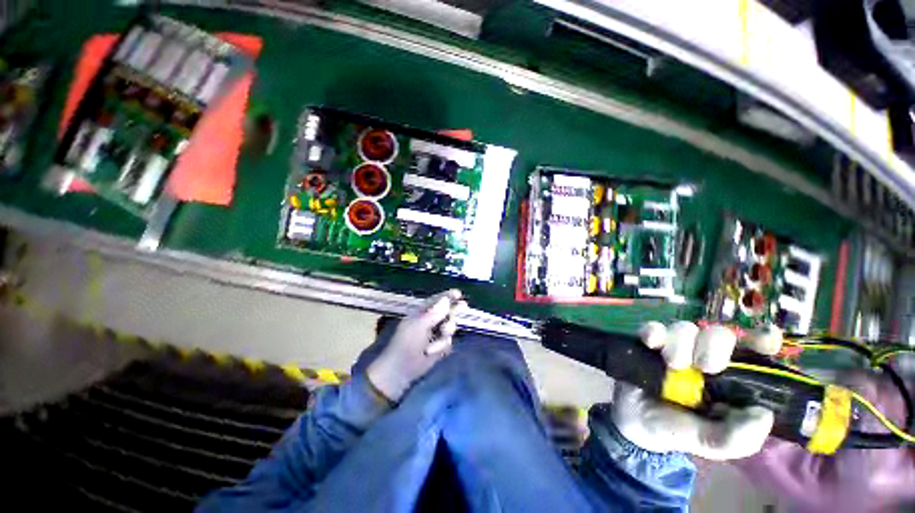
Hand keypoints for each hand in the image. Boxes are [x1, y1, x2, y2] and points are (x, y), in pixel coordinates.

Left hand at [367, 289, 465, 401]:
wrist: (401, 371)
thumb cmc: (406, 344)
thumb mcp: (418, 326)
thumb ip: (434, 313)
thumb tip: (446, 300)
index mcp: (422, 312)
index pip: (437, 300)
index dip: (448, 296)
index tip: (459, 294)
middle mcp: (431, 320)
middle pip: (448, 312)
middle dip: (452, 314)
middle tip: (461, 311)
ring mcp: (436, 333)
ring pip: (450, 327)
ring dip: (446, 333)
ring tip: (435, 341)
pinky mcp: (440, 346)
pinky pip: (449, 341)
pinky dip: (442, 346)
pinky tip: (433, 352)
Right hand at [610, 321, 781, 460]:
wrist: (630, 422)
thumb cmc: (676, 431)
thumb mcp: (710, 444)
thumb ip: (739, 437)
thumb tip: (763, 413)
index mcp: (729, 379)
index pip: (754, 351)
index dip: (763, 339)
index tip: (766, 340)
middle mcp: (704, 358)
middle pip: (718, 334)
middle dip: (714, 346)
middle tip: (706, 367)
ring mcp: (674, 348)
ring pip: (685, 328)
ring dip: (680, 343)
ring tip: (672, 364)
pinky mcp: (648, 343)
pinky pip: (652, 328)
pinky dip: (654, 332)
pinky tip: (652, 343)